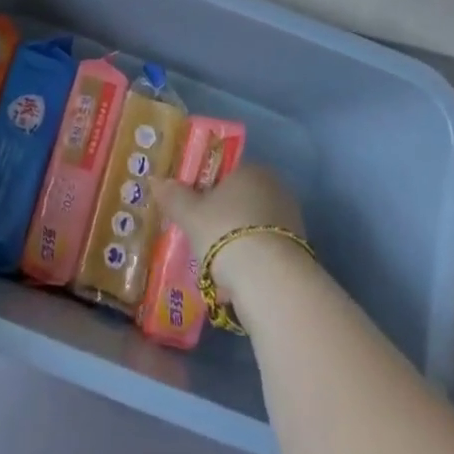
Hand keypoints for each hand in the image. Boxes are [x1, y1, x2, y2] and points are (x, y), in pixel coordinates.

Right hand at [153, 165, 306, 311]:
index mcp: (250, 169)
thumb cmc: (225, 232)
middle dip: (221, 218)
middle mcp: (275, 187)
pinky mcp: (297, 250)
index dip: (205, 188)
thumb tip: (155, 180)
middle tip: (199, 238)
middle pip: (239, 200)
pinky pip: (264, 251)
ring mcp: (290, 219)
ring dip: (234, 243)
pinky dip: (249, 263)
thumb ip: (173, 195)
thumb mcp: (190, 214)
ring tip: (214, 268)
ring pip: (251, 227)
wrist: (270, 279)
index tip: (191, 208)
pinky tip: (234, 283)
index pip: (225, 171)